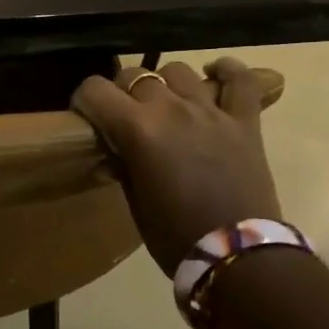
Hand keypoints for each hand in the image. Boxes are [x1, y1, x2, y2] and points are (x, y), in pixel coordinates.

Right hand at [72, 59, 281, 275]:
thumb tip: (115, 148)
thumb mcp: (135, 202)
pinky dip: (226, 71)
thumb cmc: (175, 236)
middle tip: (124, 117)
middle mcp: (171, 109)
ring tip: (165, 104)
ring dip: (164, 84)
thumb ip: (123, 164)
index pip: (95, 90)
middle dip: (121, 92)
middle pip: (135, 75)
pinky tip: (214, 74)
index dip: (85, 100)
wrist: (238, 256)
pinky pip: (240, 81)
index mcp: (138, 129)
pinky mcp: (244, 121)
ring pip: (178, 71)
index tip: (86, 115)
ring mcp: (211, 111)